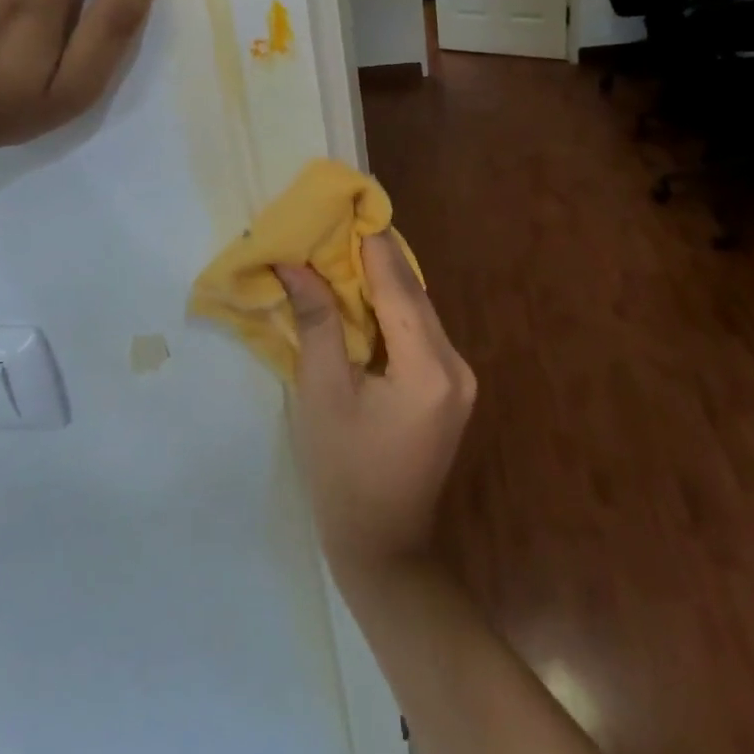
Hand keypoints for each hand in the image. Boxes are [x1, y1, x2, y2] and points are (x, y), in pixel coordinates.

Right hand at [280, 234, 476, 587]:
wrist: (384, 549)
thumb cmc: (344, 475)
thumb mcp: (322, 394)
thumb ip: (317, 323)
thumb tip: (294, 265)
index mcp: (429, 367)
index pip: (398, 286)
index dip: (370, 244)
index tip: (346, 204)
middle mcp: (456, 365)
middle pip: (412, 294)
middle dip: (373, 258)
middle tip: (335, 224)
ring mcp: (459, 378)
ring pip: (417, 311)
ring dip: (380, 283)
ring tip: (339, 251)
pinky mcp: (449, 388)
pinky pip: (418, 333)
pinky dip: (389, 311)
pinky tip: (359, 296)